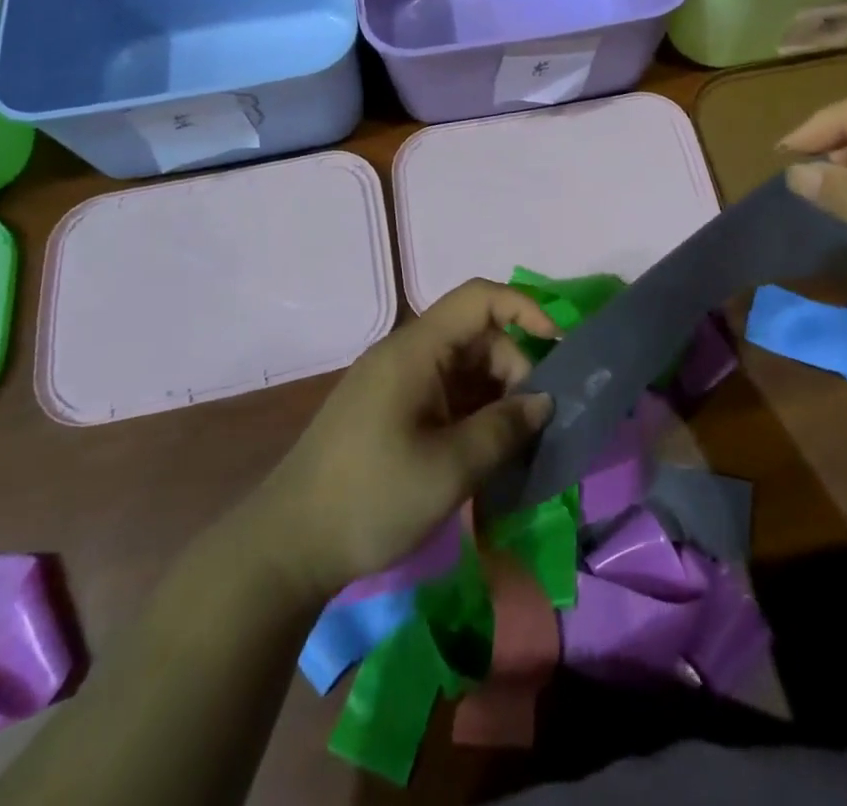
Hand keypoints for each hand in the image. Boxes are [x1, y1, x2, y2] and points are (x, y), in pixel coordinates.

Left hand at [247, 280, 558, 599]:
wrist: (287, 547)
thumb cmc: (371, 498)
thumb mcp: (449, 468)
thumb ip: (504, 429)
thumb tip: (544, 401)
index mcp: (416, 349)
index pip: (479, 298)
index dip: (525, 309)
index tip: (559, 349)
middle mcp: (407, 354)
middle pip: (477, 337)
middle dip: (515, 370)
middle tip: (535, 424)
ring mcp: (397, 383)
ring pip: (464, 369)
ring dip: (496, 397)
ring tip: (518, 446)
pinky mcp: (391, 411)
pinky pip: (446, 394)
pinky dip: (473, 415)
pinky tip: (488, 454)